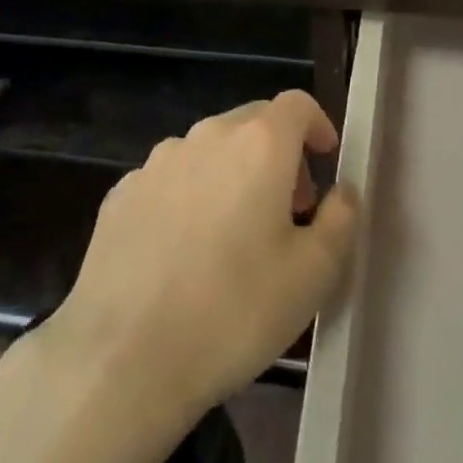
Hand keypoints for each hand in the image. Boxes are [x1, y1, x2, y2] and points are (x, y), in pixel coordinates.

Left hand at [46, 91, 360, 417]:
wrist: (122, 357)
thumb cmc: (234, 311)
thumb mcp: (314, 275)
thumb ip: (341, 219)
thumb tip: (341, 190)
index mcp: (258, 144)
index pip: (296, 105)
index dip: (317, 126)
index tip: (326, 160)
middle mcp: (206, 137)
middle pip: (252, 123)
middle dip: (279, 154)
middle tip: (290, 210)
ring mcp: (157, 162)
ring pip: (209, 151)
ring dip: (233, 174)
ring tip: (235, 236)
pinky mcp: (121, 193)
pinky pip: (171, 179)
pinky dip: (190, 197)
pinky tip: (184, 253)